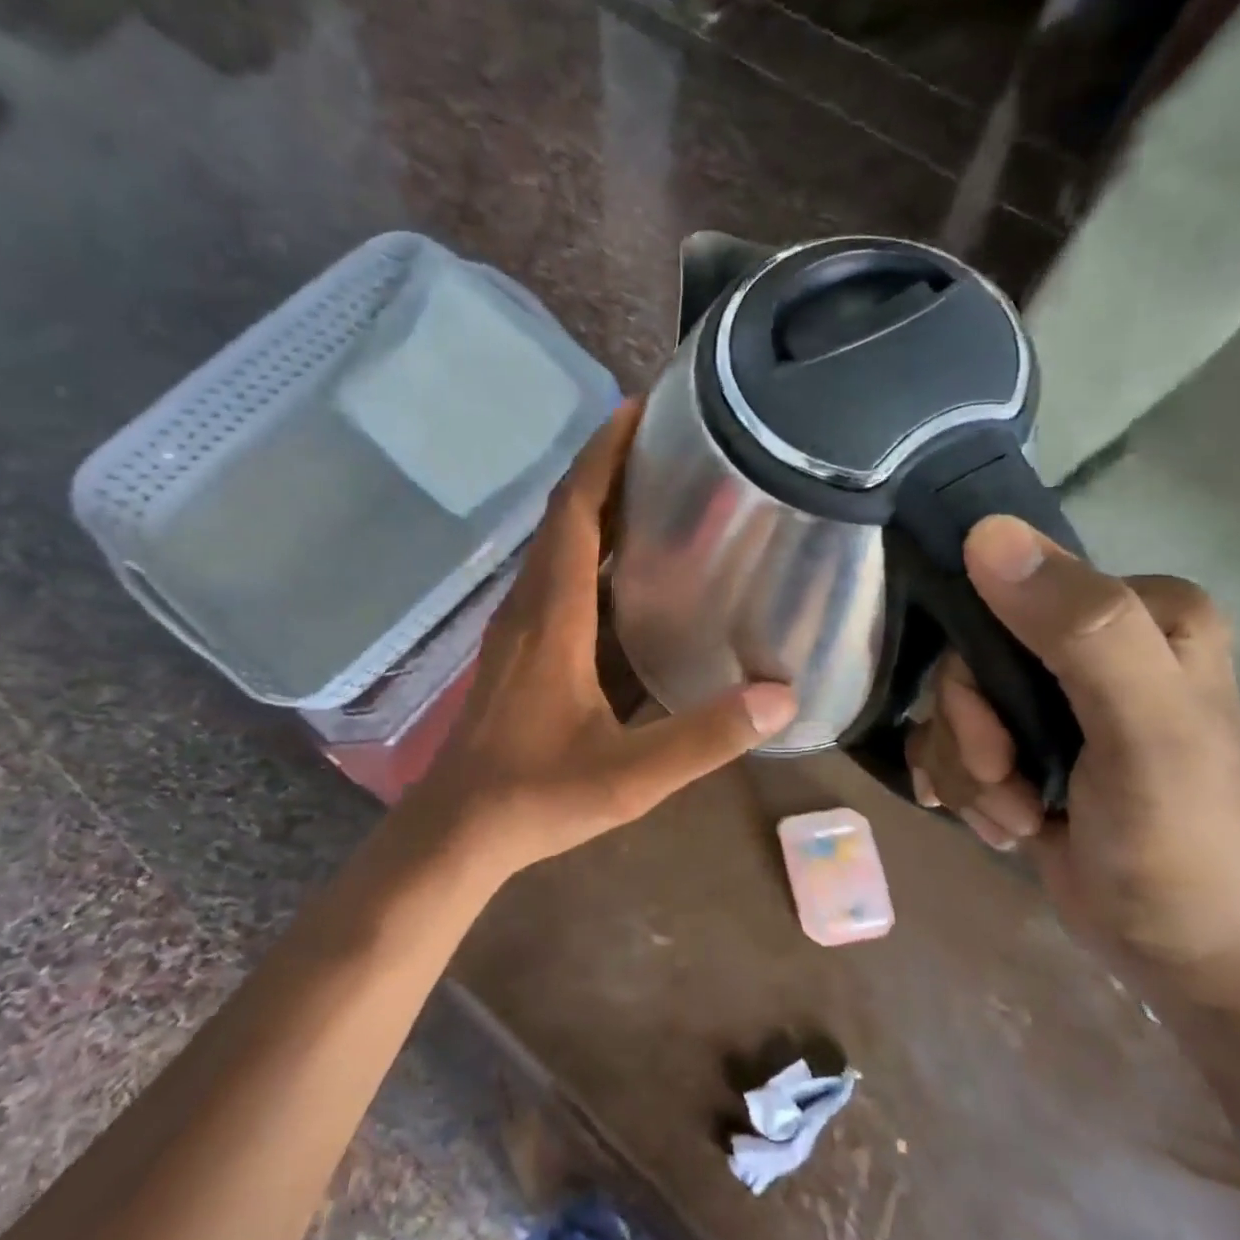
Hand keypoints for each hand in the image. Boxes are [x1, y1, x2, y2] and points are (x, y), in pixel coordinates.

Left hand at [408, 403, 797, 877]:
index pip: (575, 512)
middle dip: (606, 469)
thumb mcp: (630, 775)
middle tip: (663, 443)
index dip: (602, 457)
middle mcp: (530, 606)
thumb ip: (705, 737)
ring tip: (652, 490)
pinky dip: (587, 552)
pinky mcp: (517, 648)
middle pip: (565, 515)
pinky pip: (553, 577)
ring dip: (597, 508)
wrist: (459, 828)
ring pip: (556, 545)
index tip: (636, 410)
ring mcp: (518, 626)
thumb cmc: (536, 795)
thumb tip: (781, 697)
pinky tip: (624, 569)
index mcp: (552, 616)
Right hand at [906, 516, 1239, 991]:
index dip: (977, 670)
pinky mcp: (1025, 740)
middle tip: (1007, 785)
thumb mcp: (1144, 731)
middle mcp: (1092, 642)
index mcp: (1139, 612)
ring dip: (969, 773)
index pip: (1004, 595)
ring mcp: (1055, 696)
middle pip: (966, 660)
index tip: (998, 740)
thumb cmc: (1181, 842)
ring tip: (1018, 817)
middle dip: (971, 736)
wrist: (1187, 957)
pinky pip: (949, 741)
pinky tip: (1003, 823)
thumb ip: (1080, 628)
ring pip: (950, 706)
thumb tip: (986, 533)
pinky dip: (964, 789)